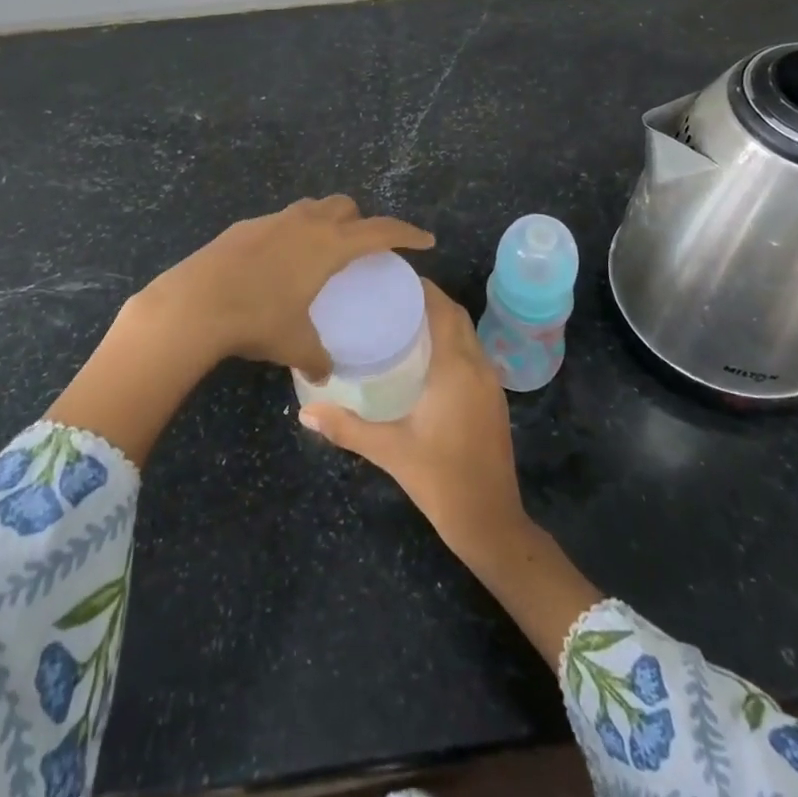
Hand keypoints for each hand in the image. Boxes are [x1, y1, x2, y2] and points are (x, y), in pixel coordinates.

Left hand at [50, 197, 431, 466]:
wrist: (193, 303)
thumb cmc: (256, 319)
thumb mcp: (294, 343)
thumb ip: (317, 356)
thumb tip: (324, 373)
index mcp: (329, 245)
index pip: (380, 231)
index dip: (406, 233)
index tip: (425, 240)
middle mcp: (305, 223)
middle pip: (345, 206)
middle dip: (360, 221)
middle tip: (362, 250)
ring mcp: (272, 220)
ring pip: (310, 209)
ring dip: (325, 222)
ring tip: (321, 255)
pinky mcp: (244, 227)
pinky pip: (280, 222)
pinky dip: (291, 235)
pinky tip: (278, 265)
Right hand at [301, 279, 602, 665]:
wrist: (491, 521)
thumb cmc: (440, 480)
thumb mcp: (389, 451)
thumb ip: (346, 427)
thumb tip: (304, 413)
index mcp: (455, 368)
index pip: (442, 309)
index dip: (422, 287)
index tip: (392, 275)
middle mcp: (477, 366)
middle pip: (456, 316)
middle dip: (429, 298)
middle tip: (391, 294)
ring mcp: (490, 383)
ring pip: (467, 334)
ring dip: (443, 319)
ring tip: (404, 317)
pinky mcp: (493, 399)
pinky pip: (472, 353)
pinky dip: (452, 340)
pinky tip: (426, 355)